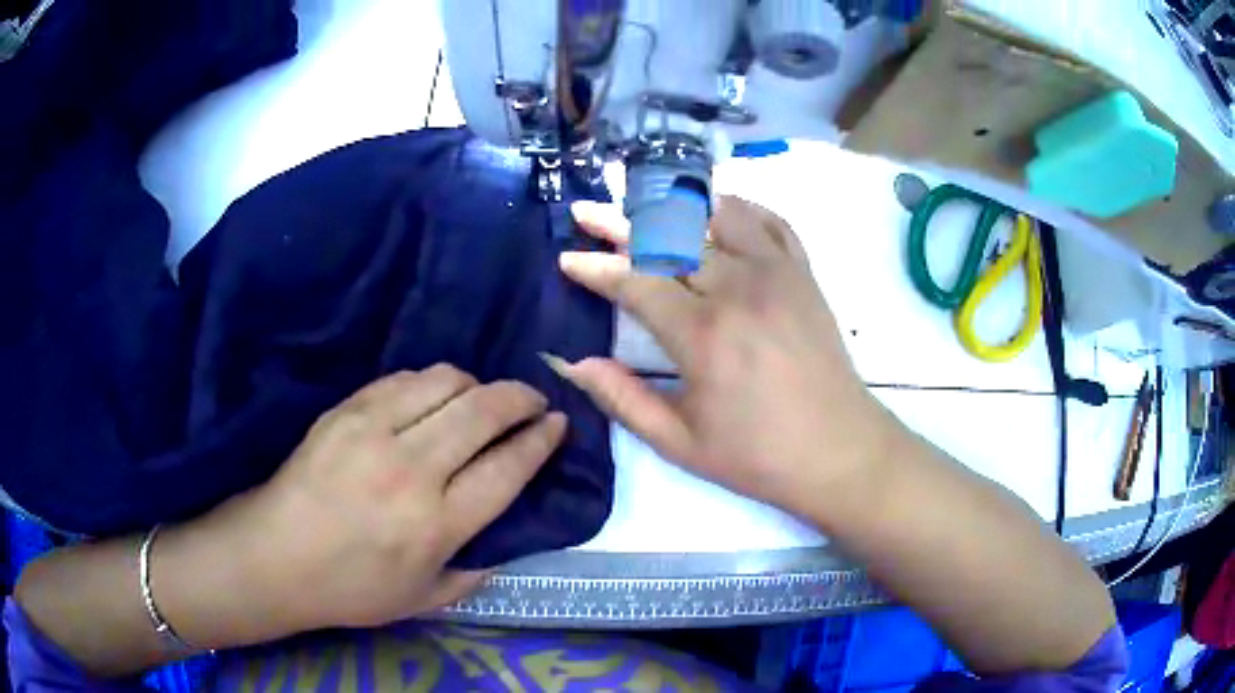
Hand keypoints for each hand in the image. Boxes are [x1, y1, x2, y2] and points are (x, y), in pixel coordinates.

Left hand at [205, 366, 565, 632]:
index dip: (541, 440)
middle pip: (484, 412)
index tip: (558, 424)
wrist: (274, 555)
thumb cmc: (349, 588)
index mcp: (436, 525)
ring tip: (483, 398)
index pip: (507, 468)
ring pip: (445, 383)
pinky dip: (432, 382)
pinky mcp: (345, 411)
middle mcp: (411, 471)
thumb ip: (471, 575)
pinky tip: (435, 396)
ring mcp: (374, 432)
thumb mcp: (422, 601)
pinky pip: (403, 379)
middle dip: (521, 398)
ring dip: (477, 385)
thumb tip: (503, 547)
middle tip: (535, 400)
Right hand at [555, 198, 901, 522]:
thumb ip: (622, 399)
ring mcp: (777, 273)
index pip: (635, 282)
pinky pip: (769, 220)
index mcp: (703, 334)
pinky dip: (738, 207)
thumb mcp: (680, 443)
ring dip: (675, 205)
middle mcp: (738, 288)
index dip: (595, 268)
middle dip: (618, 223)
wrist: (840, 451)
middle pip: (668, 238)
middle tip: (585, 213)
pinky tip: (716, 210)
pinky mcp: (804, 274)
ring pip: (717, 214)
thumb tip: (572, 363)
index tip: (566, 259)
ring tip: (644, 201)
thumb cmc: (758, 456)